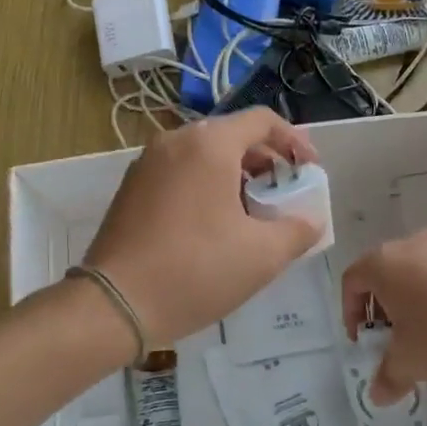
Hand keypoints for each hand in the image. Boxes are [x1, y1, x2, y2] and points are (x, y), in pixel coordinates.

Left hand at [85, 109, 318, 347]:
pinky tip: (213, 225)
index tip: (308, 171)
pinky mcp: (131, 188)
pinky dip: (206, 185)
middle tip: (283, 193)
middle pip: (232, 135)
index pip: (262, 120)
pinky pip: (180, 172)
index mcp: (209, 144)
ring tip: (252, 212)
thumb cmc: (197, 270)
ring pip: (204, 154)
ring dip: (236, 174)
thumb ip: (299, 230)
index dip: (294, 141)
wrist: (115, 304)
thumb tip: (311, 221)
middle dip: (265, 160)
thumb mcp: (263, 255)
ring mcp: (147, 163)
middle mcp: (175, 141)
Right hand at [340, 229, 426, 403]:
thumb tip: (377, 395)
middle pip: (383, 273)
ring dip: (412, 300)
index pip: (352, 281)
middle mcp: (410, 243)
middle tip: (393, 339)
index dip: (350, 313)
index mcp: (383, 263)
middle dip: (382, 308)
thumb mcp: (411, 362)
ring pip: (415, 271)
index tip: (364, 341)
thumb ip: (388, 377)